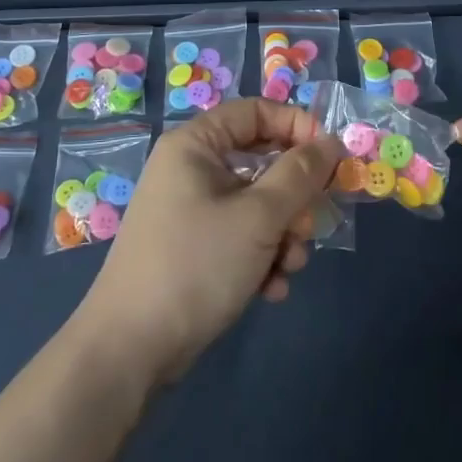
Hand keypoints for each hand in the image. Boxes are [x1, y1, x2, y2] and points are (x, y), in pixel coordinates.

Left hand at [74, 99, 344, 385]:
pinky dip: (262, 256)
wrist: (130, 350)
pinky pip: (241, 235)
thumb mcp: (258, 216)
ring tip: (289, 265)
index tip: (330, 157)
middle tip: (311, 222)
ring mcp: (191, 210)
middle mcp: (191, 169)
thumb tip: (331, 142)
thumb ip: (300, 174)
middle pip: (261, 160)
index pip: (255, 111)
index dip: (296, 126)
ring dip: (283, 233)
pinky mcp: (194, 248)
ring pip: (257, 203)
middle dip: (294, 196)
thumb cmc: (196, 265)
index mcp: (196, 145)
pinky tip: (271, 289)